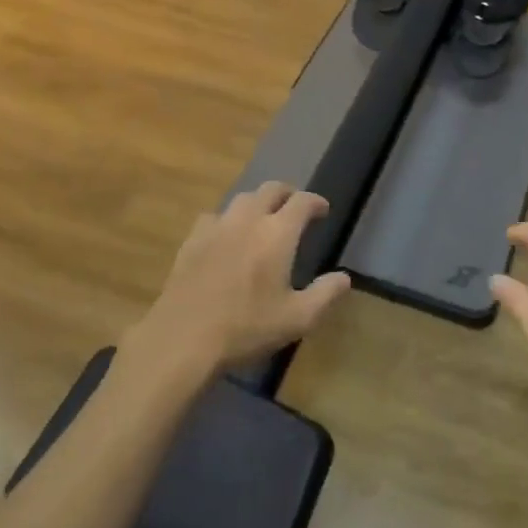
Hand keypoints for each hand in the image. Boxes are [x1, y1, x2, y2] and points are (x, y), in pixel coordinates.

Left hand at [130, 181, 350, 377]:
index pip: (302, 202)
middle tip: (295, 208)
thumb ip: (325, 294)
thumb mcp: (298, 319)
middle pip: (270, 189)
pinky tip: (226, 236)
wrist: (183, 337)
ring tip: (263, 218)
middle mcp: (248, 219)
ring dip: (258, 202)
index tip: (323, 210)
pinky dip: (227, 219)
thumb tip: (344, 277)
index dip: (316, 202)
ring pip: (242, 198)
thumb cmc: (246, 327)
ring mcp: (217, 226)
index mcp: (278, 233)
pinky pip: (214, 216)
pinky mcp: (192, 239)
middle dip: (287, 193)